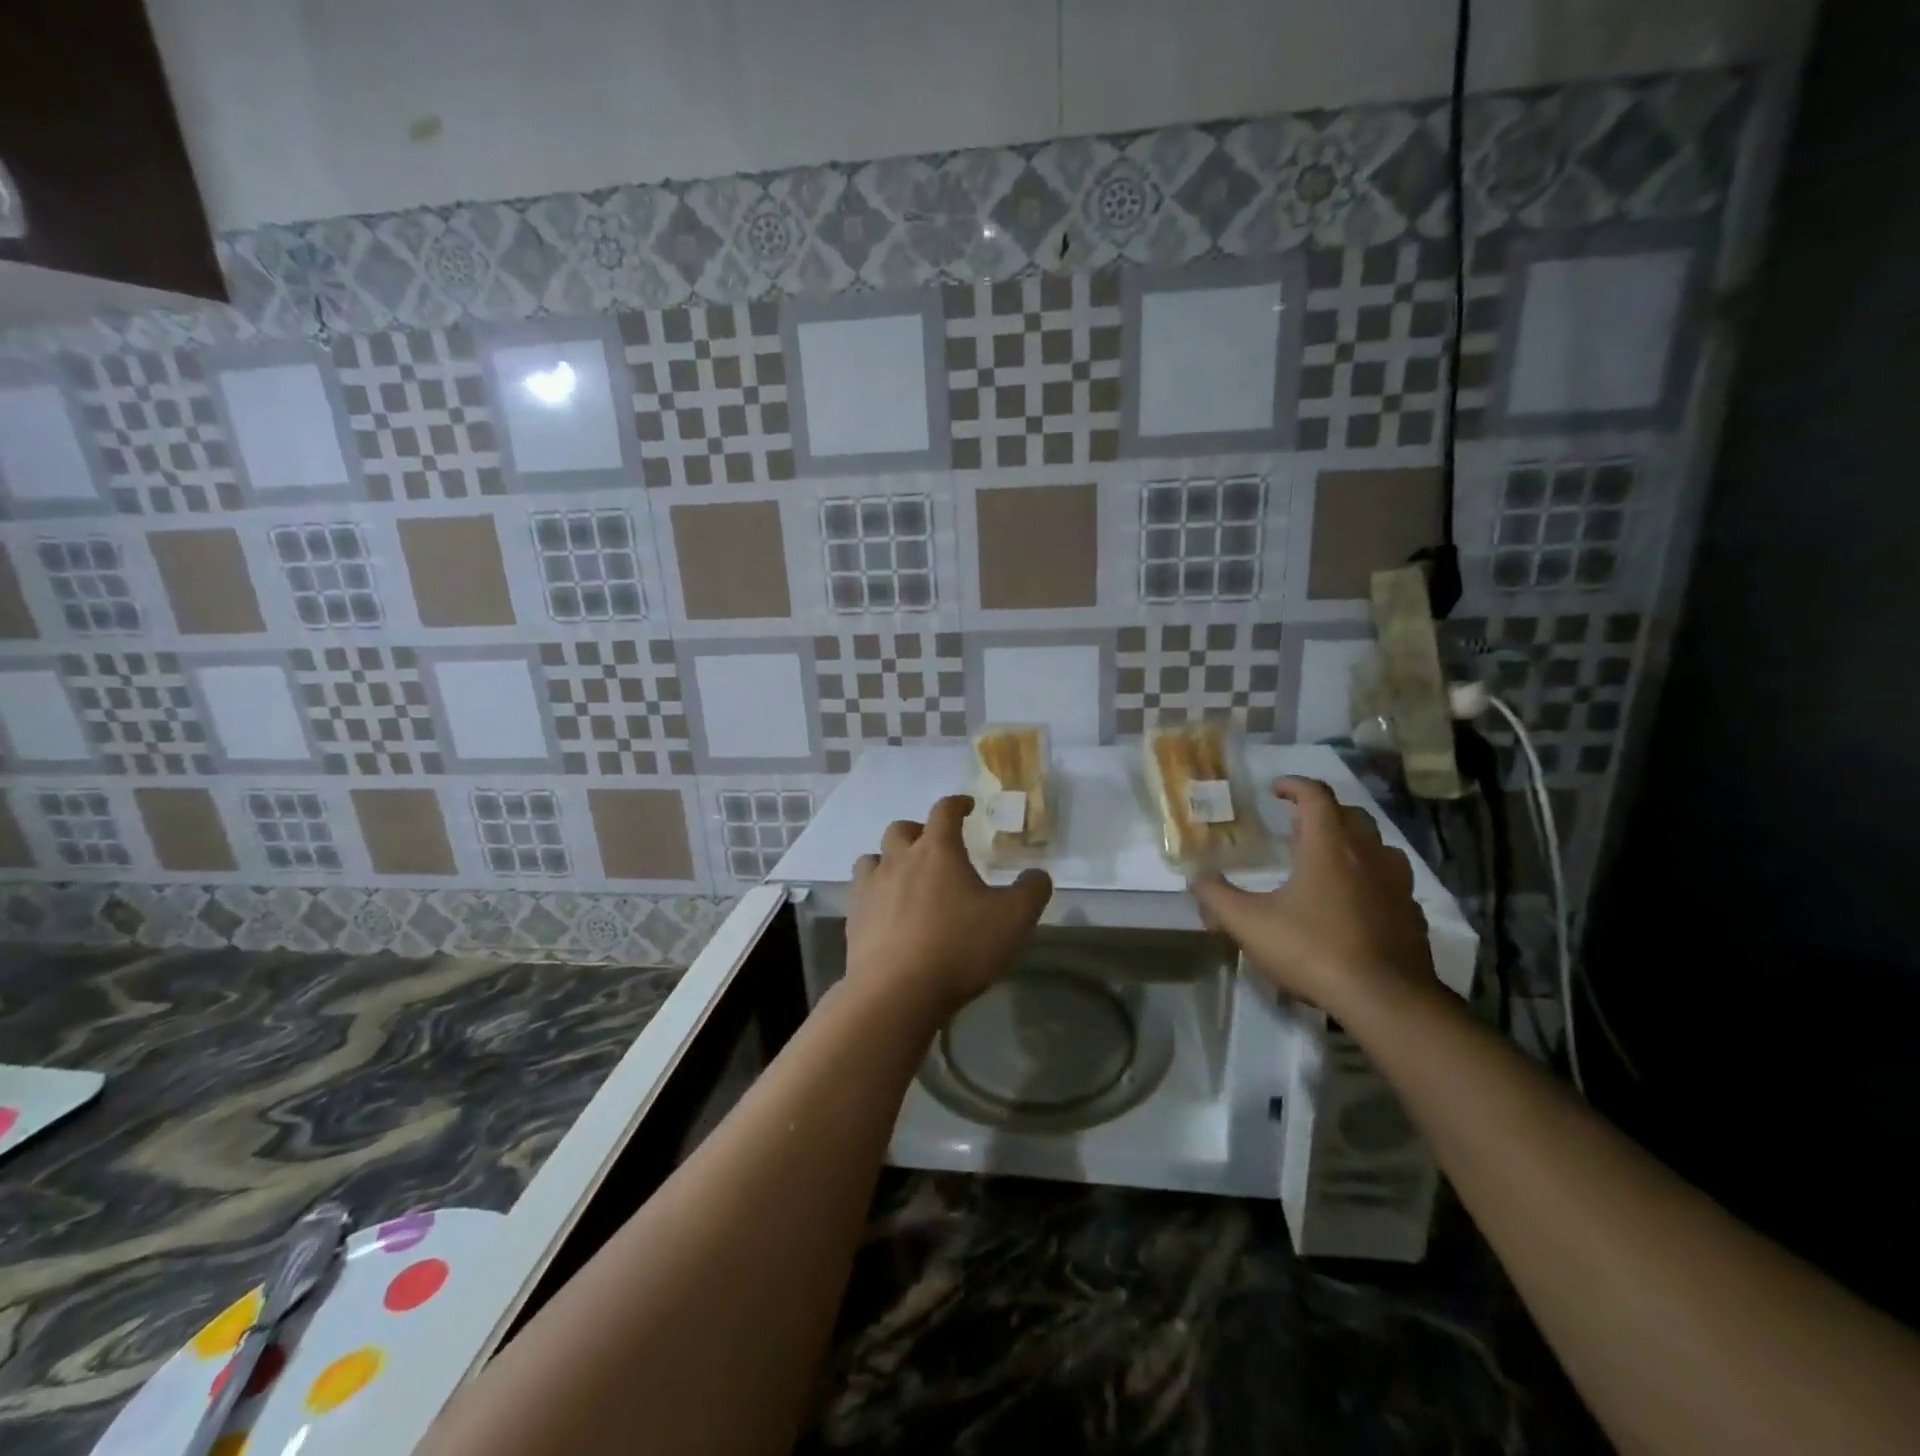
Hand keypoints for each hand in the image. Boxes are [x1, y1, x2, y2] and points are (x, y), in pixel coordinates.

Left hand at [846, 795, 1052, 1018]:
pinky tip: (887, 913)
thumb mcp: (1014, 920)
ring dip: (889, 860)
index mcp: (938, 851)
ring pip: (873, 858)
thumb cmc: (960, 947)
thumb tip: (1037, 875)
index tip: (967, 806)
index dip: (957, 804)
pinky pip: (860, 893)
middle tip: (934, 847)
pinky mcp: (854, 919)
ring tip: (905, 878)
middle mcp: (899, 860)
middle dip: (918, 831)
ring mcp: (870, 889)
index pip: (944, 811)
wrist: (897, 993)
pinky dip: (875, 894)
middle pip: (901, 829)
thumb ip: (1032, 891)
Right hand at [1190, 777, 1432, 1012]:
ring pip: (1376, 845)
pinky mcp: (1411, 913)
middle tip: (1296, 825)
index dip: (1294, 786)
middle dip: (1322, 811)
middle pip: (1349, 814)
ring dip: (1351, 841)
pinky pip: (1391, 880)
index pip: (1315, 796)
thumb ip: (1216, 897)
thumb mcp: (1249, 924)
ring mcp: (1396, 883)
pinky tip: (1354, 900)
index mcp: (1328, 847)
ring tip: (1327, 859)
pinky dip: (1370, 876)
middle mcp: (1367, 854)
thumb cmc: (1313, 950)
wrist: (1386, 1000)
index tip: (1275, 789)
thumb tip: (1195, 877)